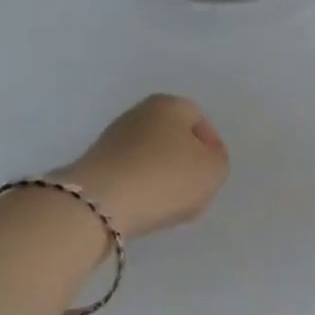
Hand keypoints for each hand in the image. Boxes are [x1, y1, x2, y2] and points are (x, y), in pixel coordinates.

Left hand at [64, 94, 229, 239]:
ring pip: (152, 158)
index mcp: (169, 104)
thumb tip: (204, 158)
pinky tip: (144, 210)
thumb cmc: (165, 177)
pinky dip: (141, 190)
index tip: (210, 176)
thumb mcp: (213, 170)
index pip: (199, 121)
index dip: (211, 149)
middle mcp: (139, 113)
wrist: (100, 203)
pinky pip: (131, 175)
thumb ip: (218, 160)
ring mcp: (114, 137)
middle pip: (174, 139)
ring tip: (168, 208)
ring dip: (163, 180)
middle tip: (193, 193)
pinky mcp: (97, 163)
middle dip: (186, 165)